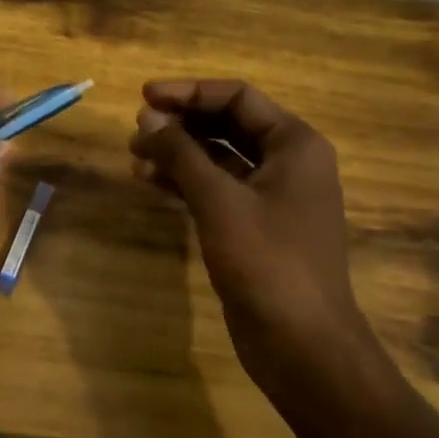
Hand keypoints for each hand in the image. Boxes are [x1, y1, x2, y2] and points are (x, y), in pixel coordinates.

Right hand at [128, 79, 368, 387]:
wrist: (303, 345)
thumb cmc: (267, 261)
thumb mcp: (219, 200)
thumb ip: (182, 153)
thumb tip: (149, 118)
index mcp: (294, 144)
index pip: (237, 98)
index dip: (189, 92)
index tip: (145, 97)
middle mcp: (287, 162)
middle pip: (227, 125)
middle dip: (181, 124)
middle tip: (137, 131)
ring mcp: (272, 196)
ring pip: (218, 158)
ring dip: (178, 153)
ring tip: (135, 157)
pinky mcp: (255, 226)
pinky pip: (217, 188)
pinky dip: (185, 181)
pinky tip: (151, 182)